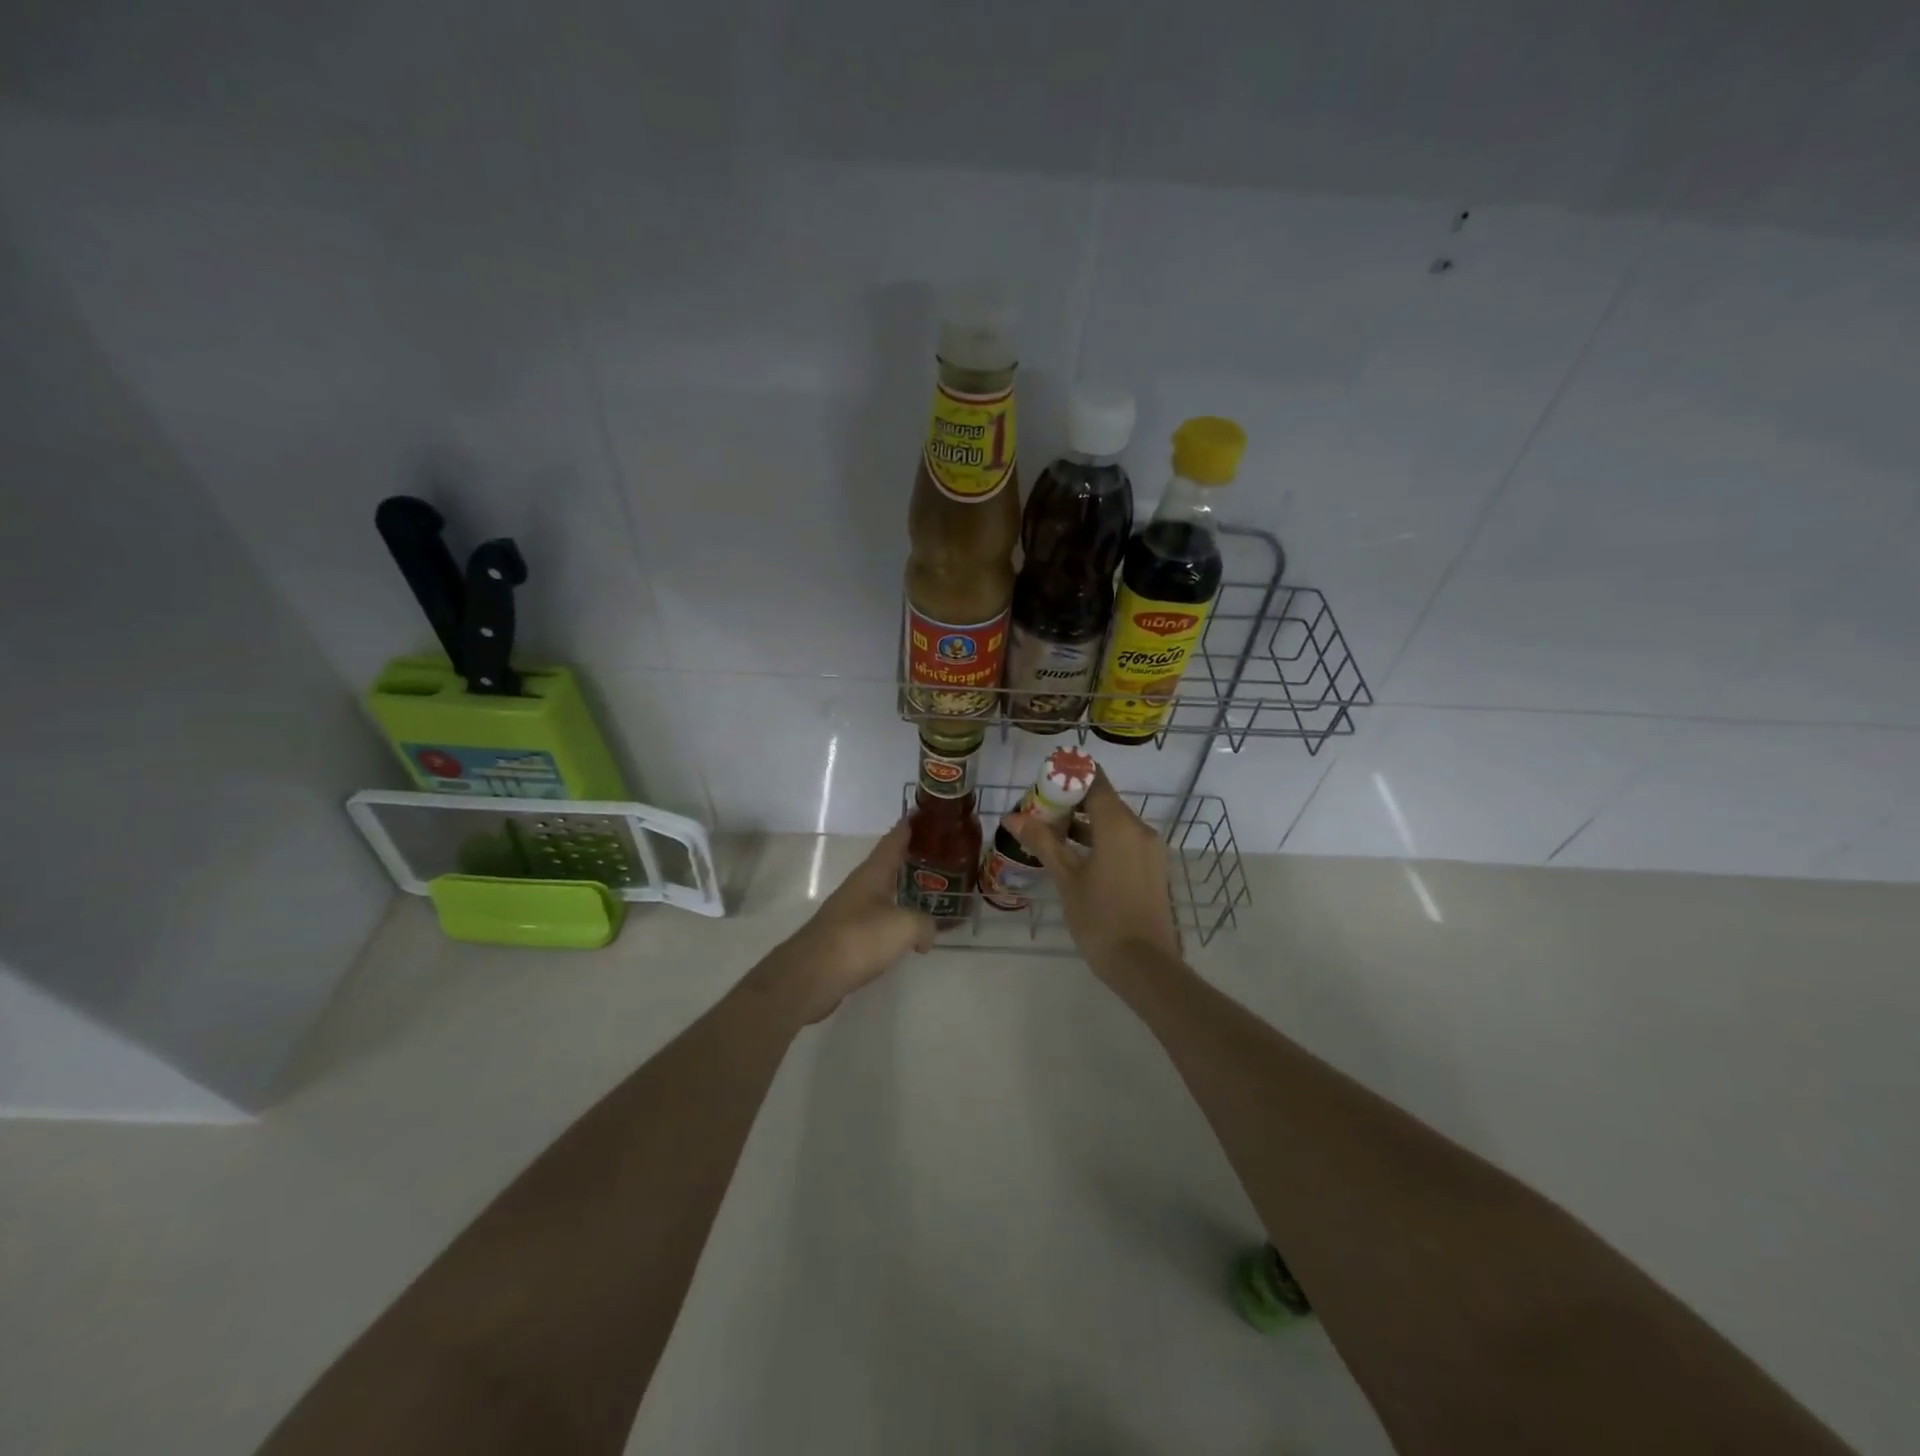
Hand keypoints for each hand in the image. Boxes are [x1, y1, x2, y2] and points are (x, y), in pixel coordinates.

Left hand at [761, 821, 933, 1022]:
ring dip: (900, 893)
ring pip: (880, 895)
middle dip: (908, 861)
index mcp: (871, 874)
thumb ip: (924, 924)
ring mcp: (848, 912)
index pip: (892, 841)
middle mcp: (858, 887)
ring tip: (926, 896)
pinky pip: (875, 922)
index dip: (907, 828)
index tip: (922, 814)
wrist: (812, 975)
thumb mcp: (904, 926)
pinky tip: (904, 935)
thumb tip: (927, 935)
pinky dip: (892, 922)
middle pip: (886, 866)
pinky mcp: (844, 938)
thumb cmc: (859, 939)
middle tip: (936, 858)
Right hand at [1011, 774, 1181, 983]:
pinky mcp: (1152, 868)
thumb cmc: (1100, 917)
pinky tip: (1075, 856)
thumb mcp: (1066, 878)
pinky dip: (1100, 840)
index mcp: (1119, 824)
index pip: (1095, 781)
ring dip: (1084, 823)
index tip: (1043, 781)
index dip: (1069, 776)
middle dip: (1071, 801)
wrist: (1144, 965)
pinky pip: (1124, 840)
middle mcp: (1139, 828)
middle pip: (1103, 800)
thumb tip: (1012, 817)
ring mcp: (1150, 849)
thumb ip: (1042, 842)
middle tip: (1038, 811)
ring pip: (1113, 822)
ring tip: (1050, 833)